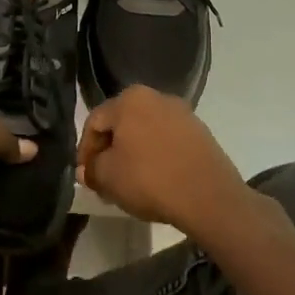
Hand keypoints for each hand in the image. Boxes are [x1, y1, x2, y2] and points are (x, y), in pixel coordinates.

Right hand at [77, 86, 250, 234]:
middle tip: (103, 179)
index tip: (85, 175)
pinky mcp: (200, 132)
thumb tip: (86, 170)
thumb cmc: (150, 179)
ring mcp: (182, 113)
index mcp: (130, 99)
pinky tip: (154, 180)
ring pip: (145, 132)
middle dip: (109, 151)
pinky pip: (166, 141)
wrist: (209, 196)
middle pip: (121, 124)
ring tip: (128, 182)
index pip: (95, 122)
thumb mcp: (108, 177)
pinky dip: (155, 156)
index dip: (85, 150)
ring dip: (132, 154)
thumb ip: (91, 169)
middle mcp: (156, 97)